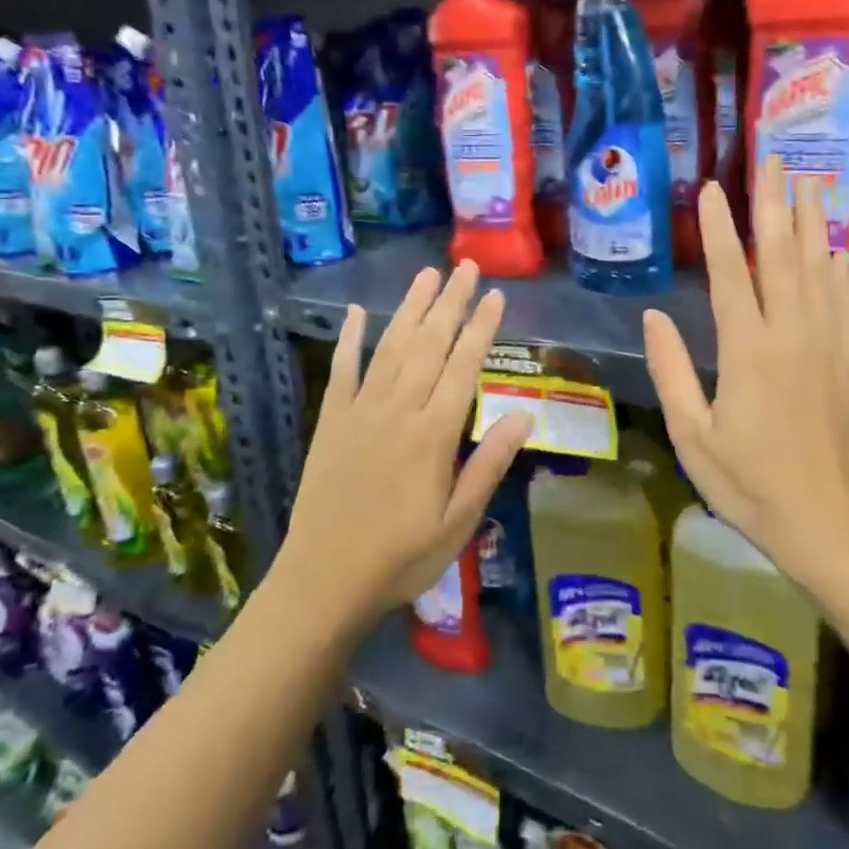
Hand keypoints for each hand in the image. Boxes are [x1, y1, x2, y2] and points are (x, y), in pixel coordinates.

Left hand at [277, 262, 532, 627]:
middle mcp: (398, 410)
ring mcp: (361, 412)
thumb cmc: (401, 556)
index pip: (463, 367)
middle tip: (465, 267)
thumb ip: (489, 464)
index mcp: (433, 434)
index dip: (480, 328)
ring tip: (426, 275)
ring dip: (410, 309)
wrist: (324, 581)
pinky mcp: (332, 422)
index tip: (494, 295)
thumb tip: (525, 414)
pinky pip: (343, 371)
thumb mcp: (459, 522)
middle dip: (450, 303)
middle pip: (429, 345)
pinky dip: (349, 339)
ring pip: (391, 348)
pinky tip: (356, 313)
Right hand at [642, 155, 848, 591]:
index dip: (721, 227)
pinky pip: (844, 302)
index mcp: (747, 351)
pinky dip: (839, 268)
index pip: (733, 273)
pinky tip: (836, 247)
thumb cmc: (748, 483)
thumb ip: (671, 370)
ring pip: (818, 270)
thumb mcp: (692, 434)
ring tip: (809, 181)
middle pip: (782, 256)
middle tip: (772, 160)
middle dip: (774, 204)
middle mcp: (791, 335)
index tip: (712, 187)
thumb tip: (653, 316)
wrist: (826, 522)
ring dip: (811, 223)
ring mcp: (827, 345)